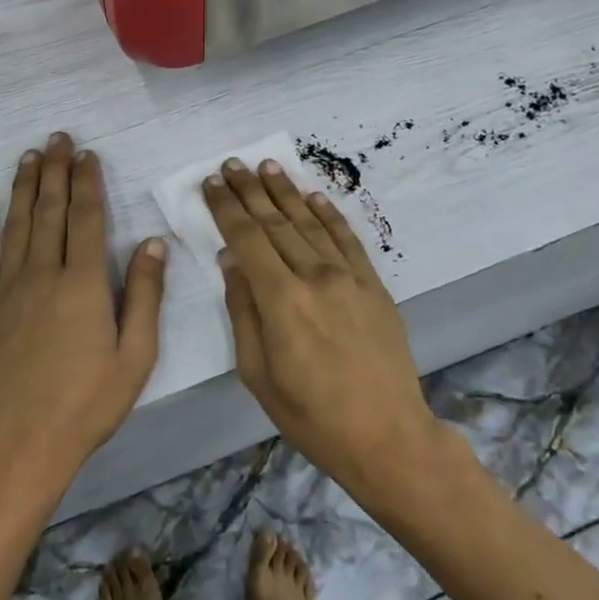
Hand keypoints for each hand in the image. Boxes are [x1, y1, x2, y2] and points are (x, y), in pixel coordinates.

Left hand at [0, 133, 168, 499]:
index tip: (87, 155)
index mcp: (83, 284)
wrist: (21, 446)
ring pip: (16, 225)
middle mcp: (43, 274)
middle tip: (58, 139)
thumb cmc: (87, 405)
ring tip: (29, 156)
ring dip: (23, 187)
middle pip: (50, 211)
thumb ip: (144, 295)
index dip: (87, 182)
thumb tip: (151, 241)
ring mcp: (5, 290)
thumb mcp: (135, 357)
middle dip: (55, 171)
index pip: (86, 218)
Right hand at [205, 159, 440, 498]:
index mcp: (281, 300)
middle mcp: (315, 276)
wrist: (387, 436)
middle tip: (232, 163)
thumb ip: (242, 310)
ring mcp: (349, 277)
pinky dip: (328, 214)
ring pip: (310, 223)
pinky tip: (313, 196)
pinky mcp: (373, 285)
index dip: (226, 208)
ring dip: (286, 192)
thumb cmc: (310, 414)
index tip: (211, 183)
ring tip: (267, 166)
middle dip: (250, 190)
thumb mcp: (257, 373)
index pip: (247, 238)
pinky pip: (347, 238)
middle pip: (275, 222)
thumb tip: (231, 260)